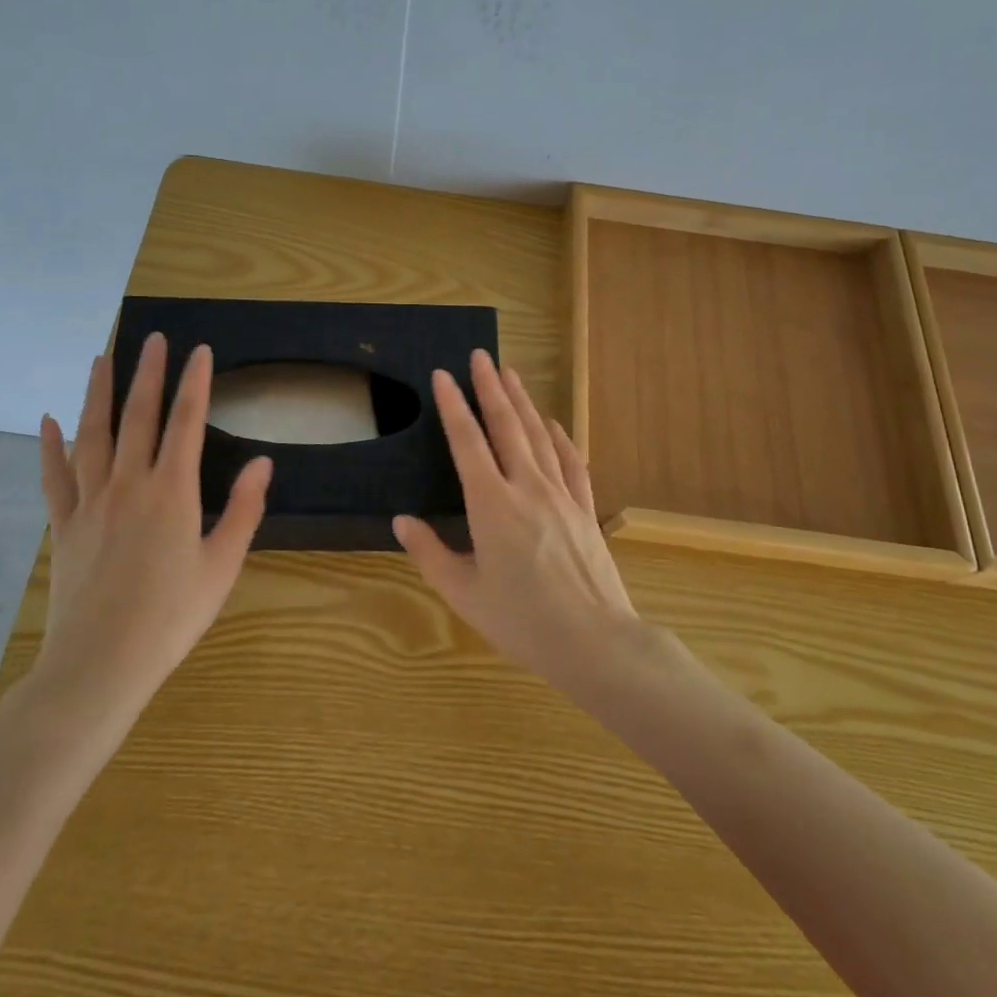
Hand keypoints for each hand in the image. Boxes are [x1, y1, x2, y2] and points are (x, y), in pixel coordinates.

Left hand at [28, 333, 271, 733]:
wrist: (100, 665)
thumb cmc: (171, 617)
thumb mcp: (222, 565)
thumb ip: (243, 510)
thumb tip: (263, 462)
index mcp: (172, 491)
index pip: (186, 422)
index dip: (194, 383)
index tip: (198, 350)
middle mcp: (129, 484)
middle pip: (138, 416)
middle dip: (147, 373)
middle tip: (152, 338)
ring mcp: (91, 502)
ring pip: (93, 435)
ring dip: (98, 393)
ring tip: (101, 359)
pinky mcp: (65, 524)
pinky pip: (55, 476)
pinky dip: (50, 446)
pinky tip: (48, 420)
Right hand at [392, 349, 642, 693]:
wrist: (595, 641)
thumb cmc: (522, 620)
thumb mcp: (464, 593)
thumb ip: (430, 553)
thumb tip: (401, 521)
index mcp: (491, 504)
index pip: (467, 442)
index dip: (453, 405)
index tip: (443, 375)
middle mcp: (527, 487)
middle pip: (506, 425)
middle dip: (490, 387)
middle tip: (481, 355)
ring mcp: (561, 495)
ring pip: (539, 436)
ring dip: (523, 402)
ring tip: (510, 374)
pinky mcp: (585, 509)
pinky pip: (571, 463)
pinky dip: (561, 438)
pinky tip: (555, 424)